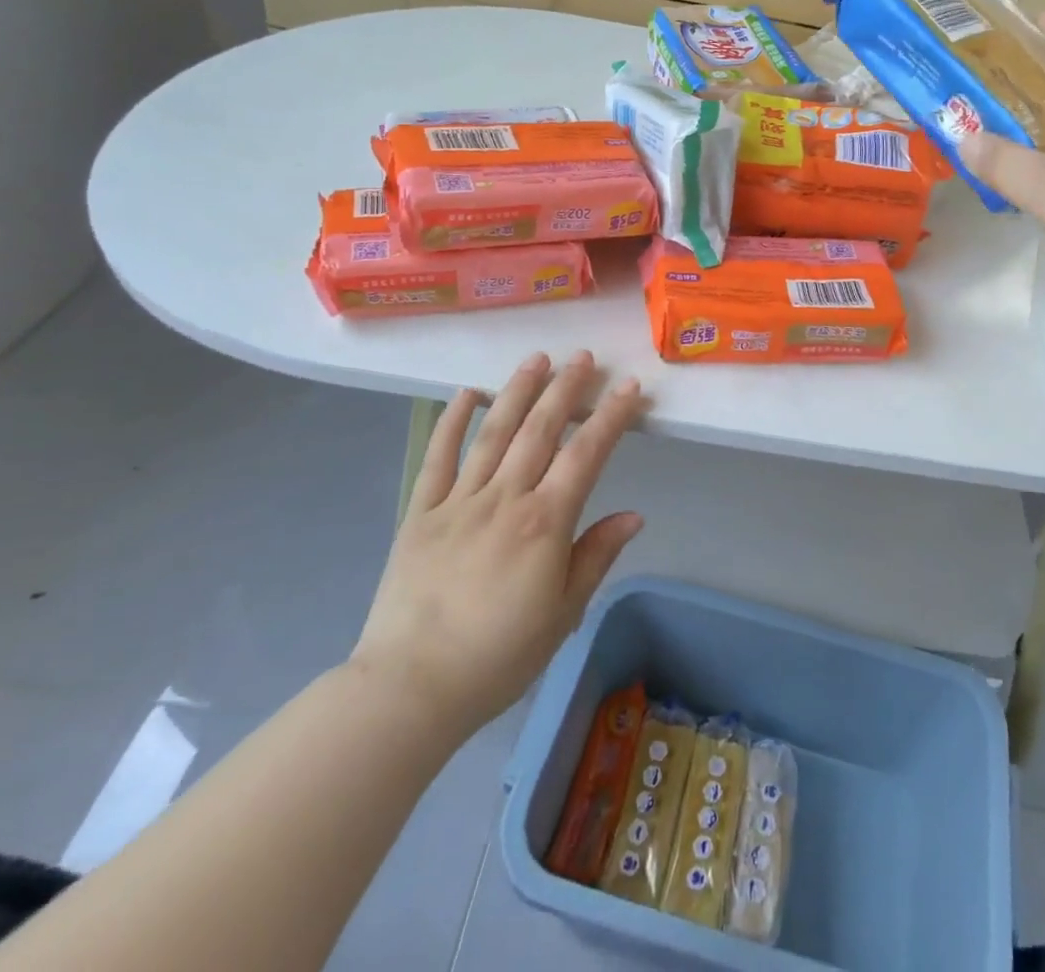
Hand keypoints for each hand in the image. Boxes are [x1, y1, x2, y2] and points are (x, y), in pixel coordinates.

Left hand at [349, 352, 643, 742]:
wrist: (410, 687)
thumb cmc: (499, 656)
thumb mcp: (563, 613)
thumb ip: (596, 556)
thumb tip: (634, 515)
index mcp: (544, 522)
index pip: (586, 455)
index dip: (611, 417)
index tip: (628, 387)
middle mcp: (504, 499)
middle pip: (540, 431)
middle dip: (565, 389)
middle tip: (584, 357)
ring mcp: (458, 501)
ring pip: (493, 433)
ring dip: (517, 392)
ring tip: (536, 359)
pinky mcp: (420, 513)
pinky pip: (438, 458)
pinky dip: (452, 422)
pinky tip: (467, 394)